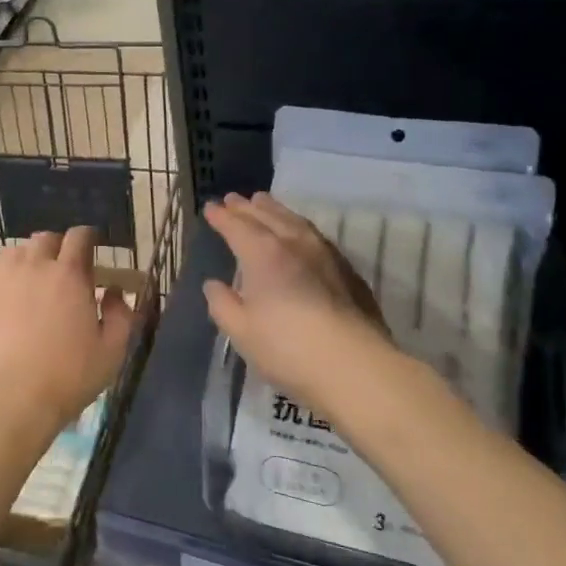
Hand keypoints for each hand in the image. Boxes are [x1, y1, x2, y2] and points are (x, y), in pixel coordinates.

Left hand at [0, 227, 133, 441]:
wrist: (10, 397)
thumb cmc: (68, 376)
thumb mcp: (112, 351)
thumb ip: (121, 315)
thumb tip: (115, 292)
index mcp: (70, 274)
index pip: (79, 237)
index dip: (87, 238)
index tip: (92, 247)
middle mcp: (34, 266)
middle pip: (45, 239)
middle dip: (57, 247)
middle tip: (63, 268)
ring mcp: (1, 277)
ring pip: (16, 251)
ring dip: (28, 258)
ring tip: (32, 278)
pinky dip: (2, 272)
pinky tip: (6, 290)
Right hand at [203, 193, 393, 421]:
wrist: (354, 366)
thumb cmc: (287, 348)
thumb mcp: (240, 331)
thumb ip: (223, 304)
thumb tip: (214, 284)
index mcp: (263, 254)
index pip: (237, 226)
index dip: (222, 217)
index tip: (210, 207)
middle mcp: (294, 244)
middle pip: (267, 216)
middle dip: (248, 207)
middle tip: (234, 199)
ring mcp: (326, 255)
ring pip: (296, 222)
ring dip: (276, 211)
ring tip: (265, 204)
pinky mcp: (348, 271)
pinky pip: (316, 236)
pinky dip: (299, 228)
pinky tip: (300, 236)